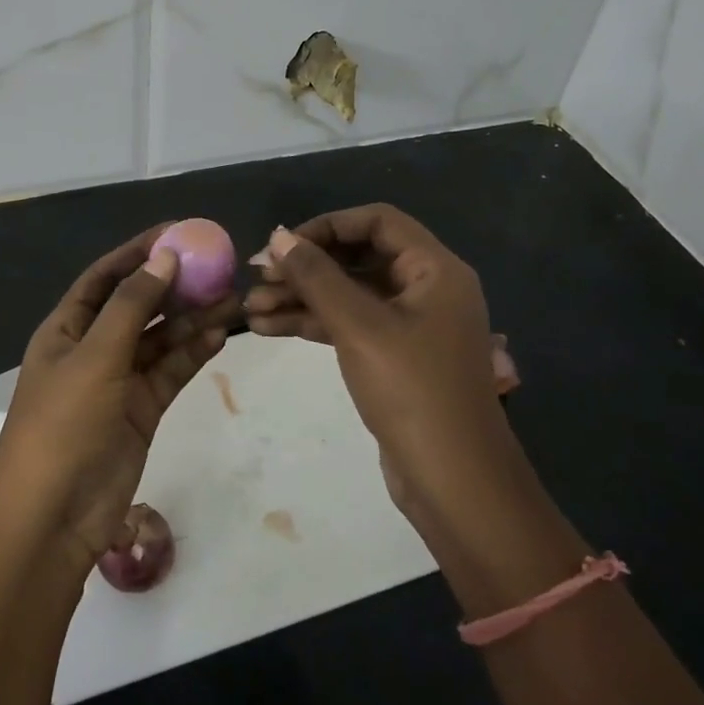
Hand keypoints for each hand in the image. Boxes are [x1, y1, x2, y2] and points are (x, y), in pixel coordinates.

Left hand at [0, 224, 237, 568]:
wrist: (53, 516)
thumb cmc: (63, 423)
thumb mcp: (95, 355)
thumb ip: (132, 305)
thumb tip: (165, 257)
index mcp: (66, 328)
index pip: (106, 277)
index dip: (139, 252)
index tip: (179, 232)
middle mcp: (92, 348)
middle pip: (138, 305)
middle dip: (175, 286)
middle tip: (218, 267)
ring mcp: (118, 381)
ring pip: (160, 339)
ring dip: (192, 319)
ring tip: (233, 298)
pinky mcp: (141, 410)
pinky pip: (170, 371)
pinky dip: (193, 353)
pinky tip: (221, 334)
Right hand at [244, 205, 519, 528]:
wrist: (453, 483)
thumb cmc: (412, 391)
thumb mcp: (359, 326)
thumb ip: (316, 277)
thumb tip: (278, 236)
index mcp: (434, 270)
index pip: (377, 221)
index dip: (327, 226)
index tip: (284, 245)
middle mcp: (425, 289)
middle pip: (357, 257)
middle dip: (305, 267)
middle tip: (257, 279)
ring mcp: (409, 325)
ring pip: (347, 294)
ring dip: (301, 298)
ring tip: (250, 310)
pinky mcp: (393, 357)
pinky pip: (349, 324)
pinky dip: (312, 324)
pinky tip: (267, 329)